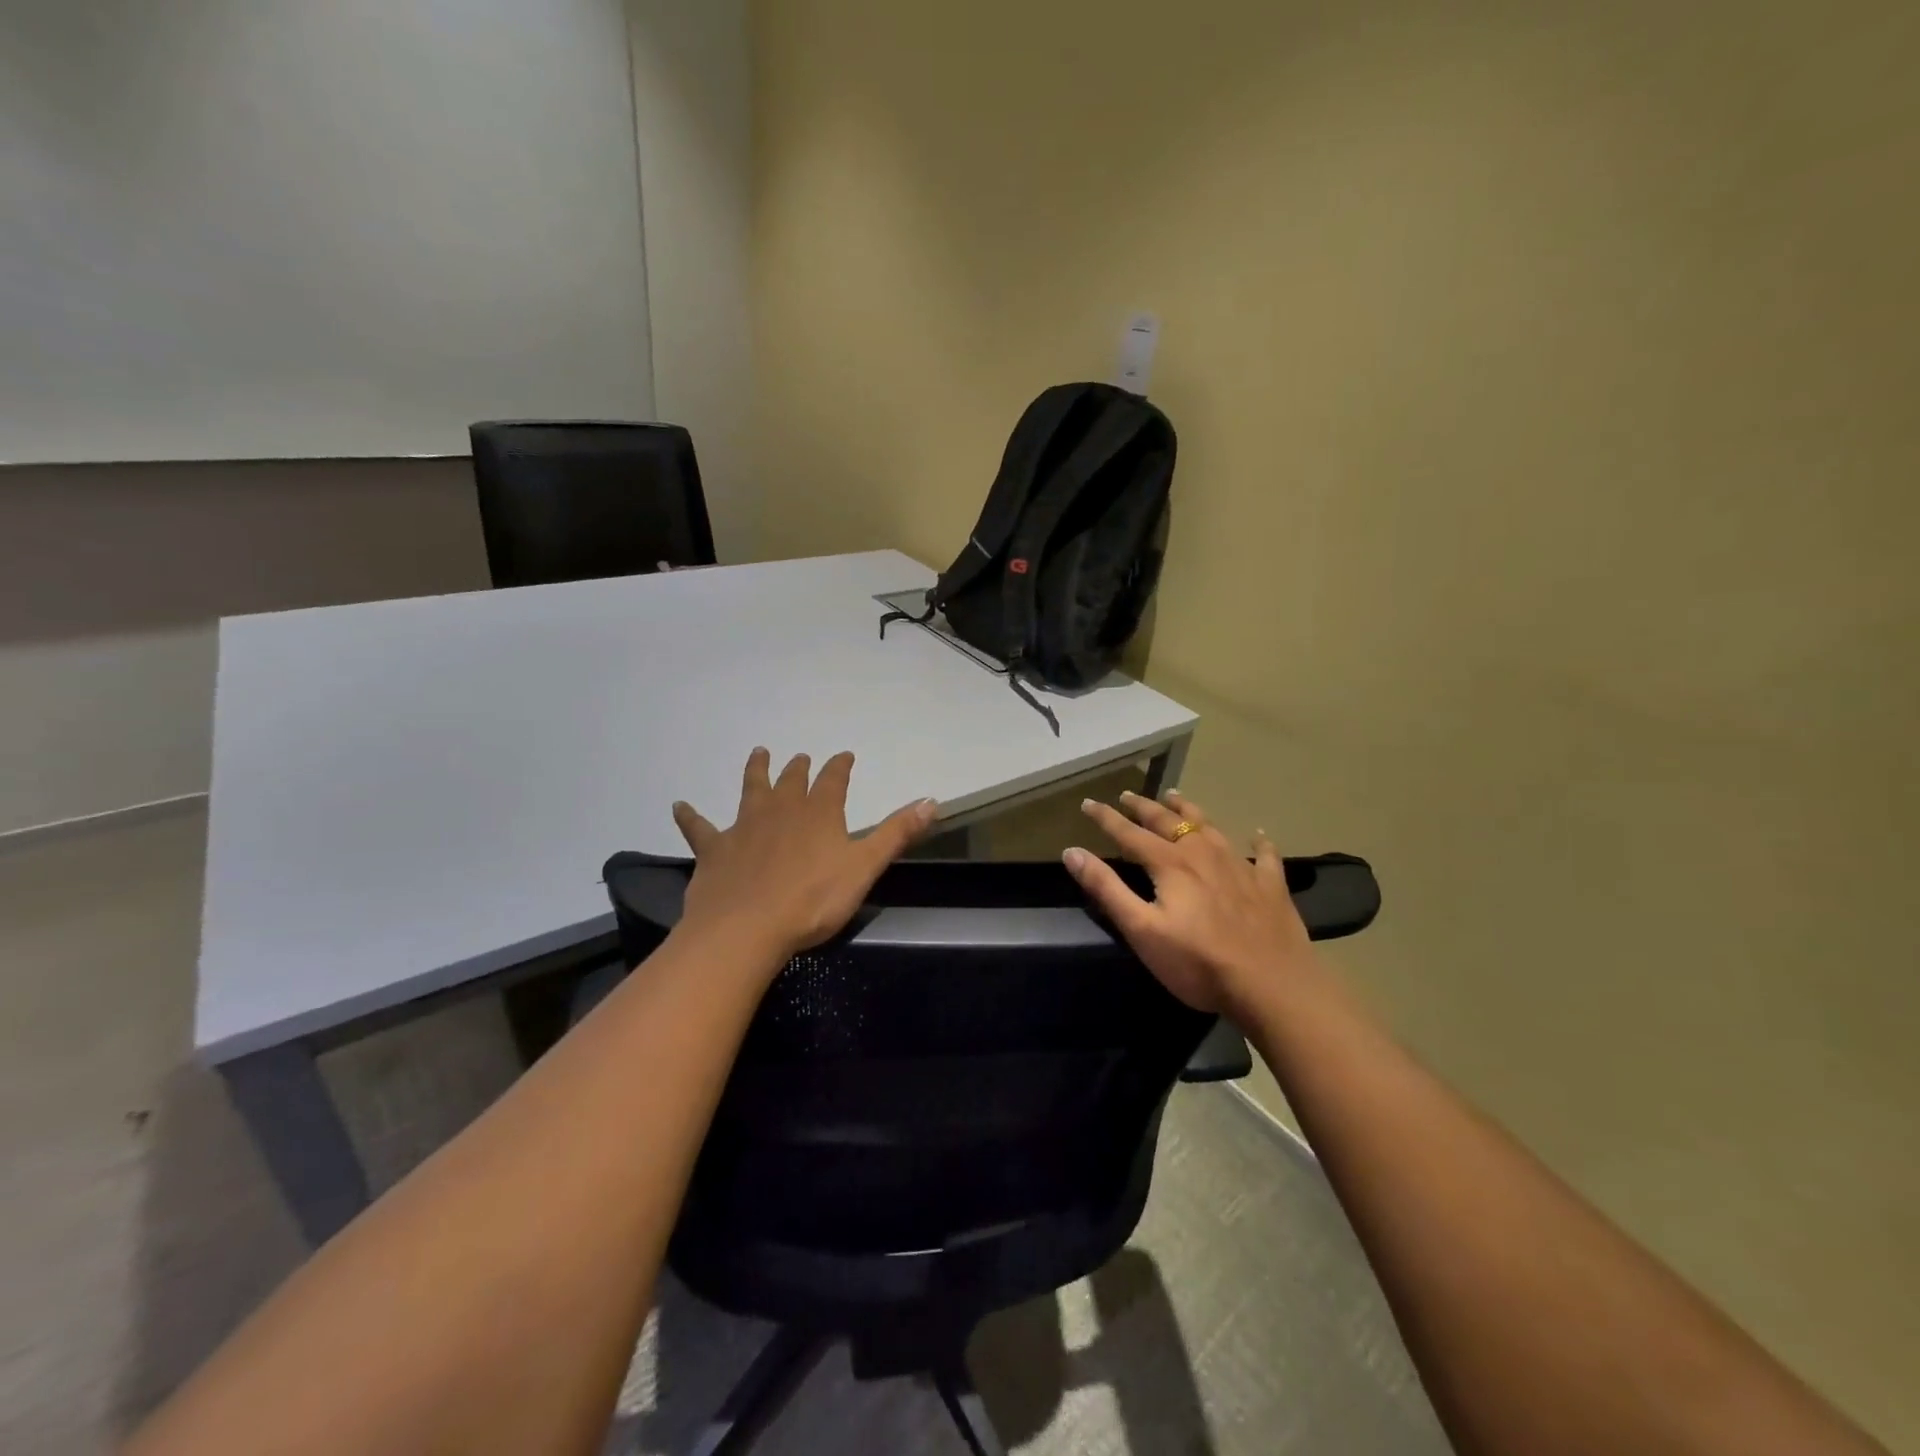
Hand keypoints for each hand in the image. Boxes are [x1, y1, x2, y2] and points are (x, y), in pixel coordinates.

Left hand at [672, 748, 936, 963]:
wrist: (746, 929)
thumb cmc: (813, 901)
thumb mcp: (865, 867)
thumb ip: (897, 833)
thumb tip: (932, 800)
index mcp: (819, 814)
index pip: (833, 780)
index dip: (840, 767)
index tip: (844, 755)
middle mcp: (781, 811)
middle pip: (791, 781)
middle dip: (799, 768)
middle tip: (800, 757)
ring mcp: (744, 827)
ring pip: (750, 791)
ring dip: (756, 771)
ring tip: (758, 753)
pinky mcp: (714, 850)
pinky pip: (699, 828)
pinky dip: (689, 817)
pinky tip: (679, 806)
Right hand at [1063, 788, 1314, 1013]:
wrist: (1272, 984)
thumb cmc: (1198, 962)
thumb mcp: (1141, 929)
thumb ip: (1107, 888)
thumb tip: (1072, 852)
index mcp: (1170, 864)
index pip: (1129, 833)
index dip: (1106, 818)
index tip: (1088, 802)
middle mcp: (1203, 854)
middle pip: (1169, 822)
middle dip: (1145, 807)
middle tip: (1128, 795)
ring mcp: (1240, 866)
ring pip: (1211, 826)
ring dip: (1189, 809)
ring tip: (1176, 796)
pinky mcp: (1270, 885)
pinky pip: (1264, 855)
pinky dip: (1258, 842)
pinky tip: (1257, 835)